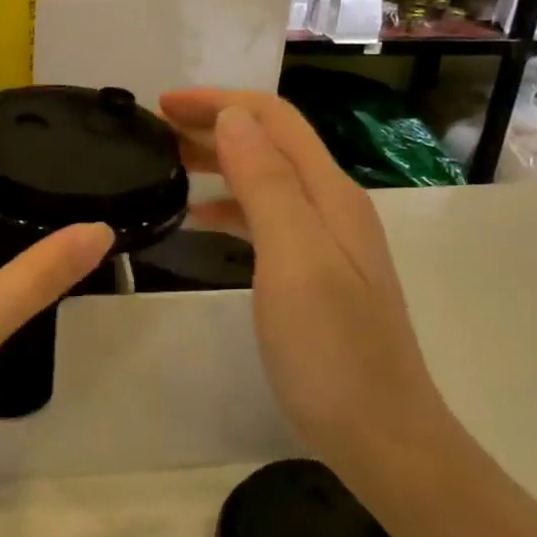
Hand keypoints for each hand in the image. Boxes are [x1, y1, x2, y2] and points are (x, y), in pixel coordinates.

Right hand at [159, 89, 448, 465]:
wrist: (381, 434)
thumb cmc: (331, 350)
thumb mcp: (293, 259)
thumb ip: (265, 184)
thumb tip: (233, 118)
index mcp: (330, 194)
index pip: (274, 120)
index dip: (219, 102)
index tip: (162, 104)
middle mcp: (332, 206)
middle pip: (270, 143)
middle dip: (214, 124)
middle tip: (154, 130)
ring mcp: (325, 242)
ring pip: (265, 178)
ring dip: (218, 160)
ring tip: (167, 164)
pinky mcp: (313, 273)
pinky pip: (265, 217)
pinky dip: (228, 205)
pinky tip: (199, 219)